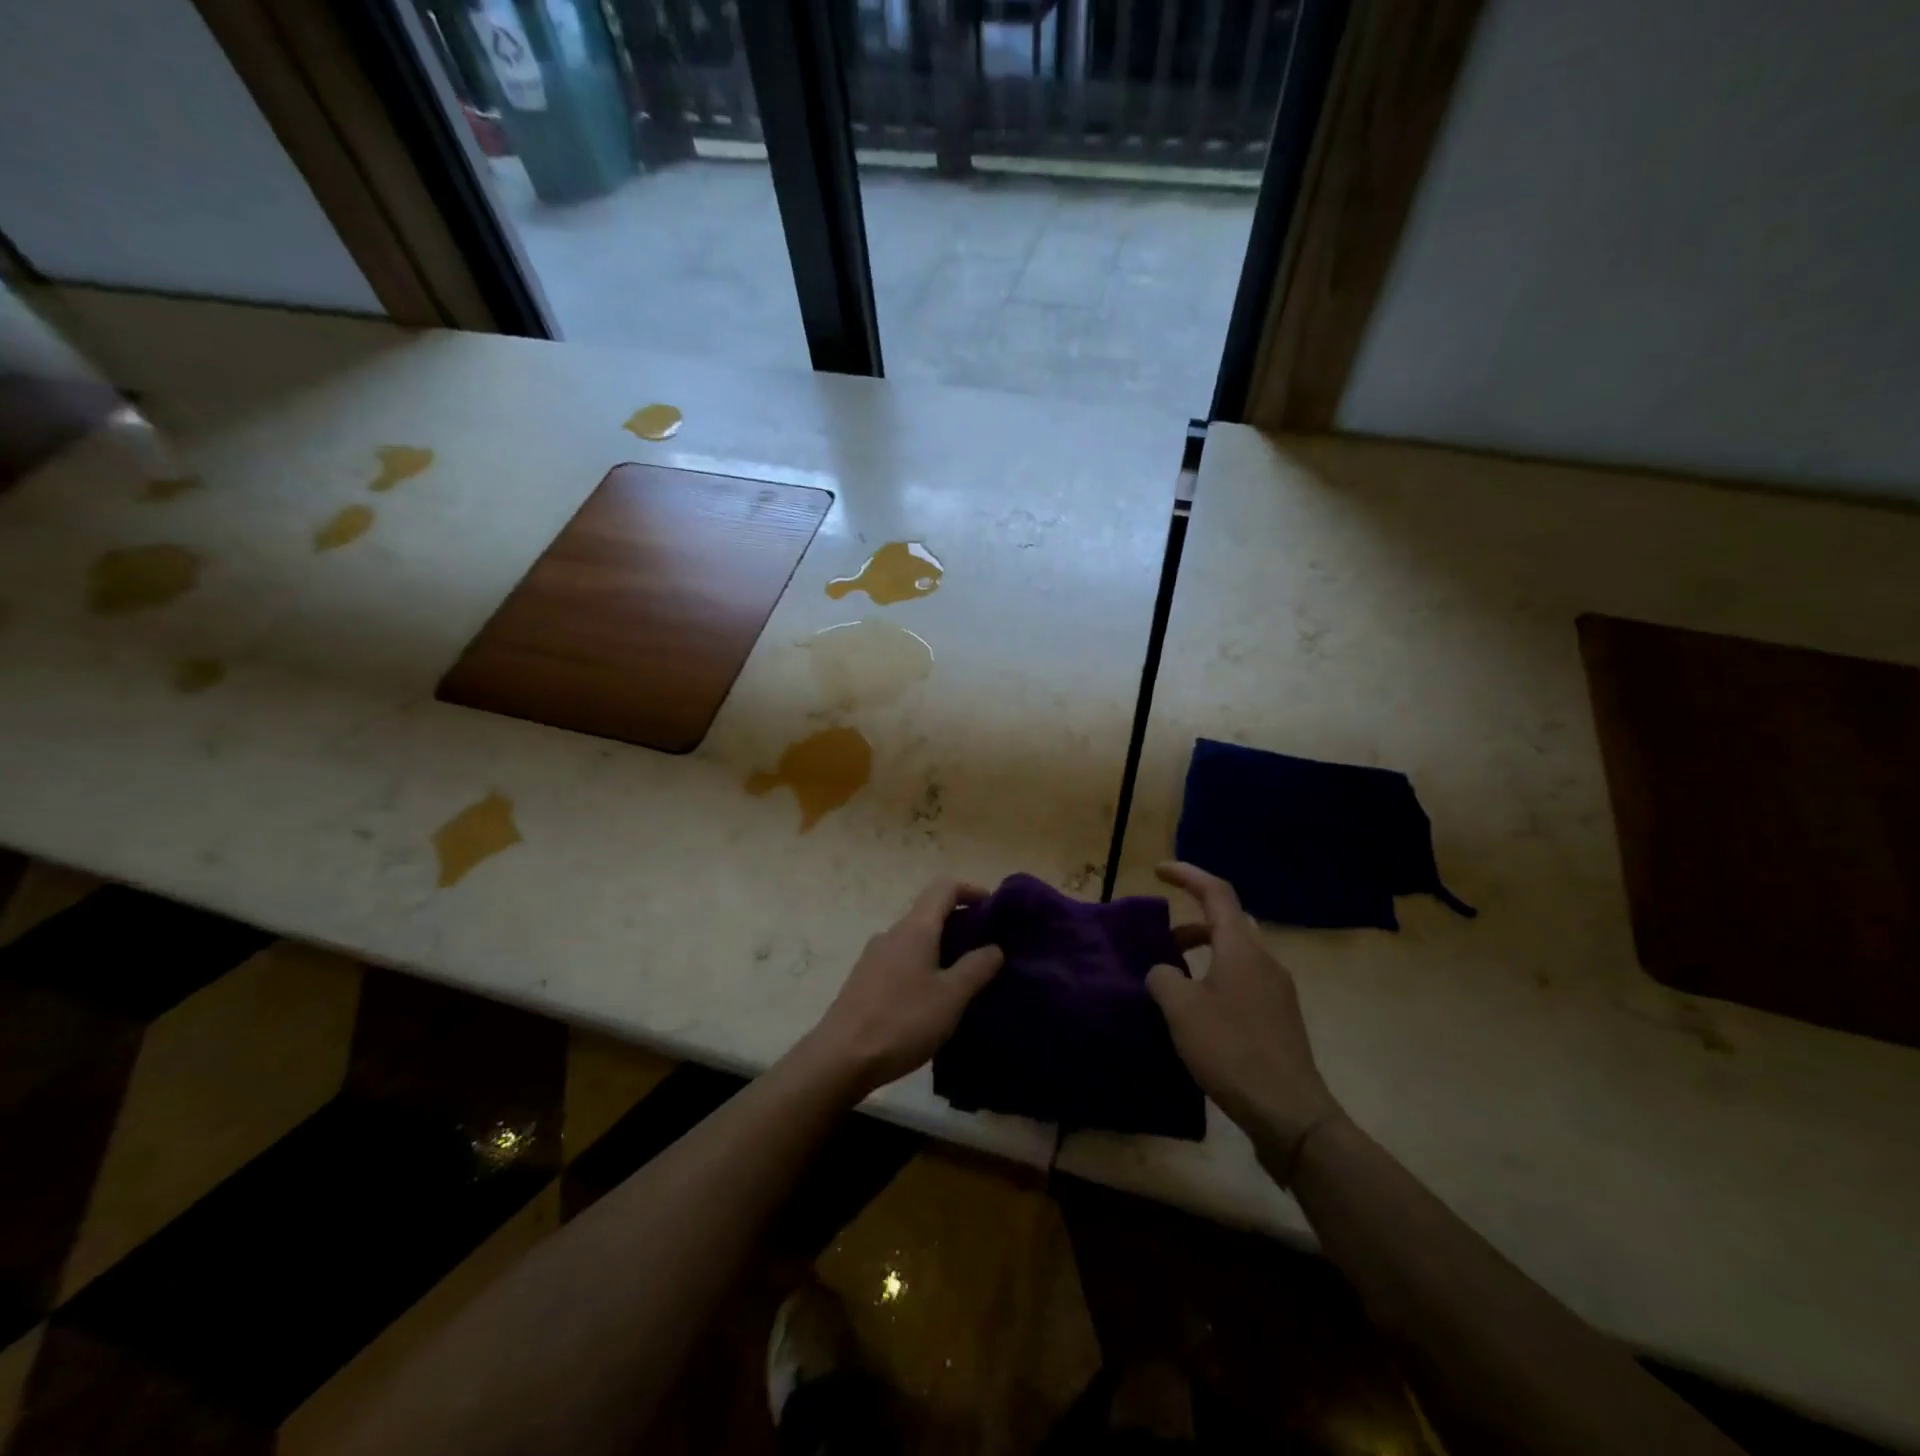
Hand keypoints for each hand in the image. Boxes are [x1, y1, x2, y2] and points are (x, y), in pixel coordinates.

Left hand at [803, 879, 1004, 1097]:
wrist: (840, 1058)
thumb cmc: (902, 1021)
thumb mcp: (951, 997)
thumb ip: (976, 968)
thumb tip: (994, 947)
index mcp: (914, 928)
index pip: (944, 887)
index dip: (971, 890)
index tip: (994, 908)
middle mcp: (892, 934)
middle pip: (929, 913)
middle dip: (960, 924)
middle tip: (987, 950)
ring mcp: (873, 957)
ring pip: (915, 939)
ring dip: (942, 948)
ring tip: (964, 978)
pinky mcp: (864, 980)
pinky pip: (902, 960)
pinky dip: (924, 966)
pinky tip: (933, 998)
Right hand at [1147, 862, 1342, 1181]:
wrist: (1290, 1113)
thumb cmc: (1231, 1050)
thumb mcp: (1181, 1010)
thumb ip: (1164, 979)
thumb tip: (1164, 973)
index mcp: (1241, 948)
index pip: (1216, 893)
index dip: (1187, 875)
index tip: (1159, 871)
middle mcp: (1264, 961)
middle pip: (1227, 923)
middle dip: (1192, 924)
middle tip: (1162, 940)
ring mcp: (1277, 991)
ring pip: (1236, 954)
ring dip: (1204, 955)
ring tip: (1174, 981)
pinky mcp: (1280, 1019)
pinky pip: (1244, 981)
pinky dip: (1217, 979)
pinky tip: (1199, 1013)